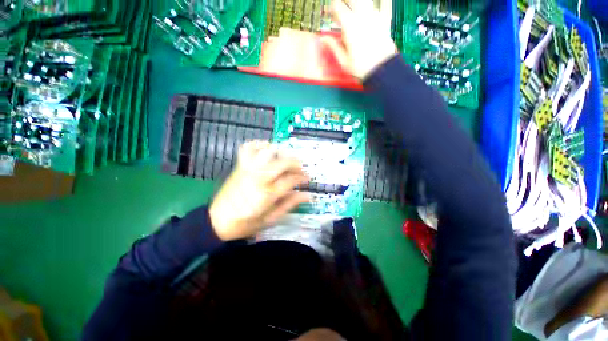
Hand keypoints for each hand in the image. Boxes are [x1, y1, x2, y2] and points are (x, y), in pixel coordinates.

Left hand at [209, 141, 309, 240]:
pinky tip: (267, 149)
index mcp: (267, 194)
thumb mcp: (270, 219)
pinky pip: (248, 148)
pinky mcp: (240, 166)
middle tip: (300, 169)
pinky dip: (259, 144)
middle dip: (296, 163)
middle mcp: (259, 178)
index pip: (291, 179)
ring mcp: (248, 169)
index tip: (307, 179)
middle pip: (282, 162)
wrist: (216, 221)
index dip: (302, 178)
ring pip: (267, 151)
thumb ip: (289, 204)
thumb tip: (308, 196)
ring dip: (280, 152)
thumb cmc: (245, 223)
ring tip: (286, 158)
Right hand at [322, 0, 396, 79]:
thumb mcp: (344, 60)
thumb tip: (323, 39)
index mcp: (350, 26)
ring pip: (365, 1)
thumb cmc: (361, 67)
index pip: (338, 7)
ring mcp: (374, 17)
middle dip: (344, 1)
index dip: (331, 7)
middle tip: (340, 7)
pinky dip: (378, 4)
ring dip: (356, 3)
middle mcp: (362, 17)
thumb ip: (333, 47)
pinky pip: (382, 5)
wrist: (381, 69)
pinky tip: (375, 6)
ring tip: (352, 8)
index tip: (329, 11)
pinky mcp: (384, 20)